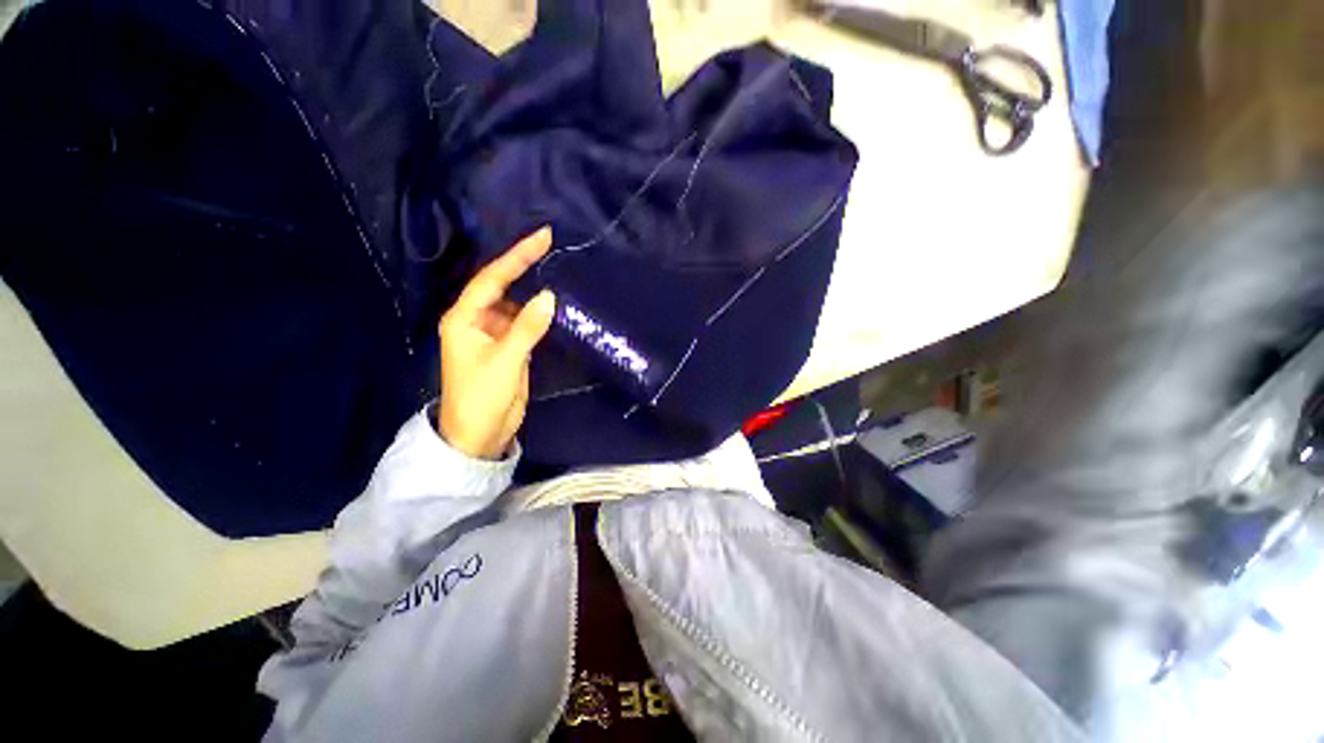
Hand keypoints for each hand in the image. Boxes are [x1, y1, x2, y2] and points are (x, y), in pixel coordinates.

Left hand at [437, 228, 555, 459]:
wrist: (480, 434)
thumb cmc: (482, 397)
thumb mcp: (505, 360)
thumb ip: (527, 328)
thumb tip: (550, 295)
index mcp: (464, 318)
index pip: (491, 279)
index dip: (516, 256)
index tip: (542, 237)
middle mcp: (478, 320)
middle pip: (502, 286)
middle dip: (524, 265)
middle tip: (552, 245)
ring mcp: (495, 334)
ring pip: (517, 303)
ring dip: (534, 289)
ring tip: (558, 268)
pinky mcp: (510, 347)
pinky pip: (526, 322)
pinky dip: (540, 313)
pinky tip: (556, 303)